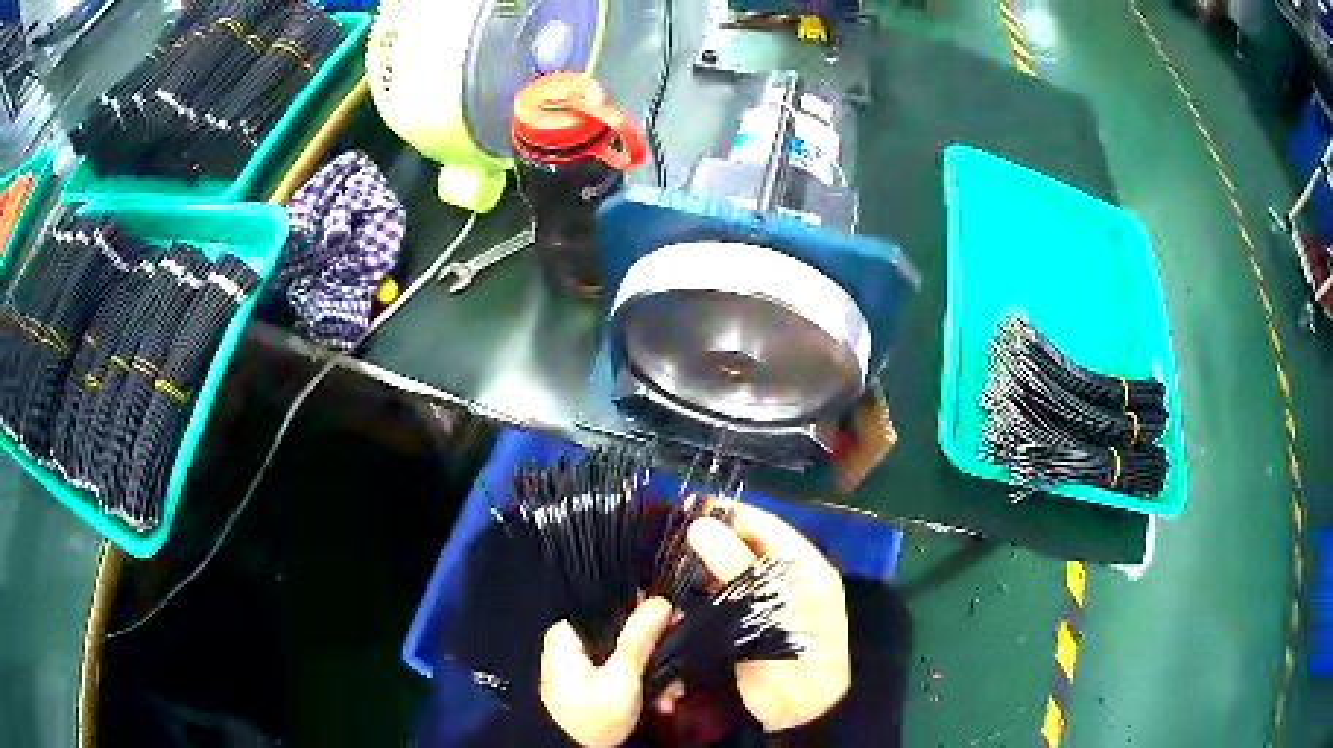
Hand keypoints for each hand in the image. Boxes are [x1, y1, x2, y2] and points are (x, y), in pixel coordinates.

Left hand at [540, 597, 673, 746]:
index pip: (611, 605)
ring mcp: (582, 665)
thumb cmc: (592, 718)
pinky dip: (644, 686)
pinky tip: (661, 702)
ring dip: (656, 674)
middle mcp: (573, 644)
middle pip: (624, 632)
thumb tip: (660, 601)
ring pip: (629, 654)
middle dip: (657, 652)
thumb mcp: (621, 679)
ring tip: (671, 696)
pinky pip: (624, 672)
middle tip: (679, 669)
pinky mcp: (593, 683)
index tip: (675, 622)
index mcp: (568, 634)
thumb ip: (639, 639)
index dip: (645, 610)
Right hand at [686, 503, 849, 732]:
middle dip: (714, 538)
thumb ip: (738, 568)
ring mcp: (768, 604)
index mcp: (806, 568)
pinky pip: (724, 598)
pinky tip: (678, 588)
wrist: (799, 713)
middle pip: (748, 548)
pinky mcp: (749, 626)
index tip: (694, 504)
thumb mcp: (771, 610)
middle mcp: (789, 580)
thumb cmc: (796, 657)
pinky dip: (703, 592)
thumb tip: (702, 524)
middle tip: (673, 531)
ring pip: (733, 572)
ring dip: (705, 565)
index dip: (733, 514)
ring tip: (669, 555)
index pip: (769, 527)